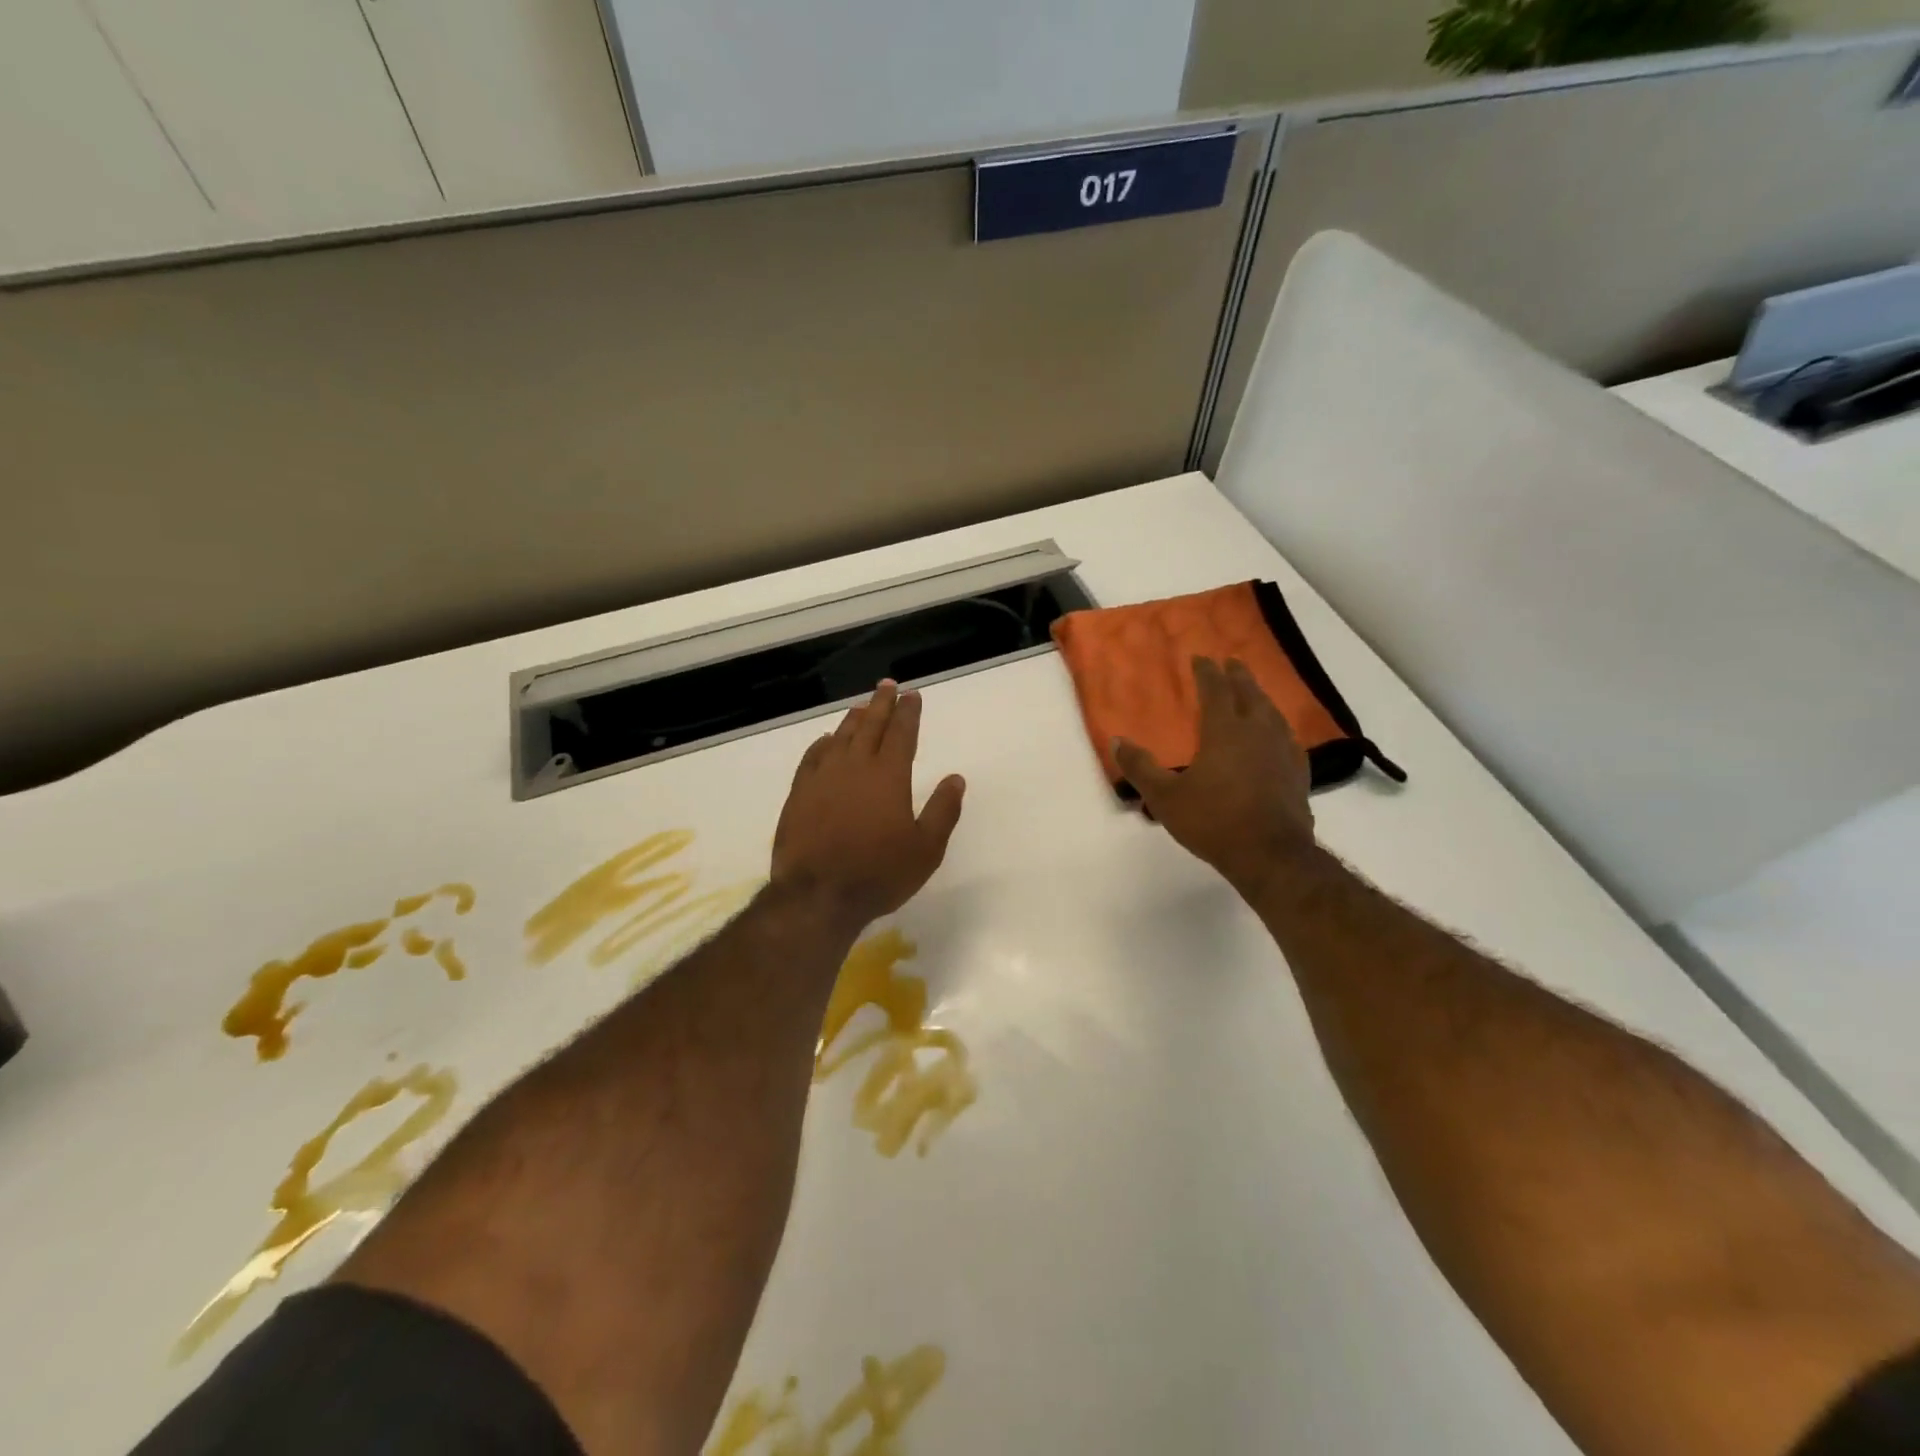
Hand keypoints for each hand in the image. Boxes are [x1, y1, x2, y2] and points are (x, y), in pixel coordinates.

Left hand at [772, 680, 966, 928]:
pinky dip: (823, 744)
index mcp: (889, 776)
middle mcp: (855, 767)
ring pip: (840, 737)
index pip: (901, 733)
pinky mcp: (799, 793)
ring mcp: (823, 778)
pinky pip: (812, 757)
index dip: (908, 712)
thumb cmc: (879, 873)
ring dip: (853, 719)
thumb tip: (956, 779)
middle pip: (870, 725)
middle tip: (887, 686)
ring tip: (861, 707)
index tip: (912, 695)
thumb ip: (943, 811)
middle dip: (881, 704)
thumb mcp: (926, 849)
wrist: (818, 895)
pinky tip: (826, 740)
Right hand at [1114, 657, 1316, 892]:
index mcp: (1224, 731)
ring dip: (1261, 698)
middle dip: (1238, 676)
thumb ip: (1141, 767)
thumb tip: (1118, 741)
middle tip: (1231, 662)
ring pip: (1272, 713)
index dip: (1207, 672)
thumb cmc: (1213, 821)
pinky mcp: (1298, 773)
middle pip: (1249, 694)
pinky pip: (1288, 739)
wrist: (1270, 854)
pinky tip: (1279, 736)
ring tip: (1255, 693)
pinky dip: (1279, 728)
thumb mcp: (1165, 797)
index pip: (1215, 691)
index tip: (1201, 658)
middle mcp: (1257, 732)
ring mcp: (1282, 752)